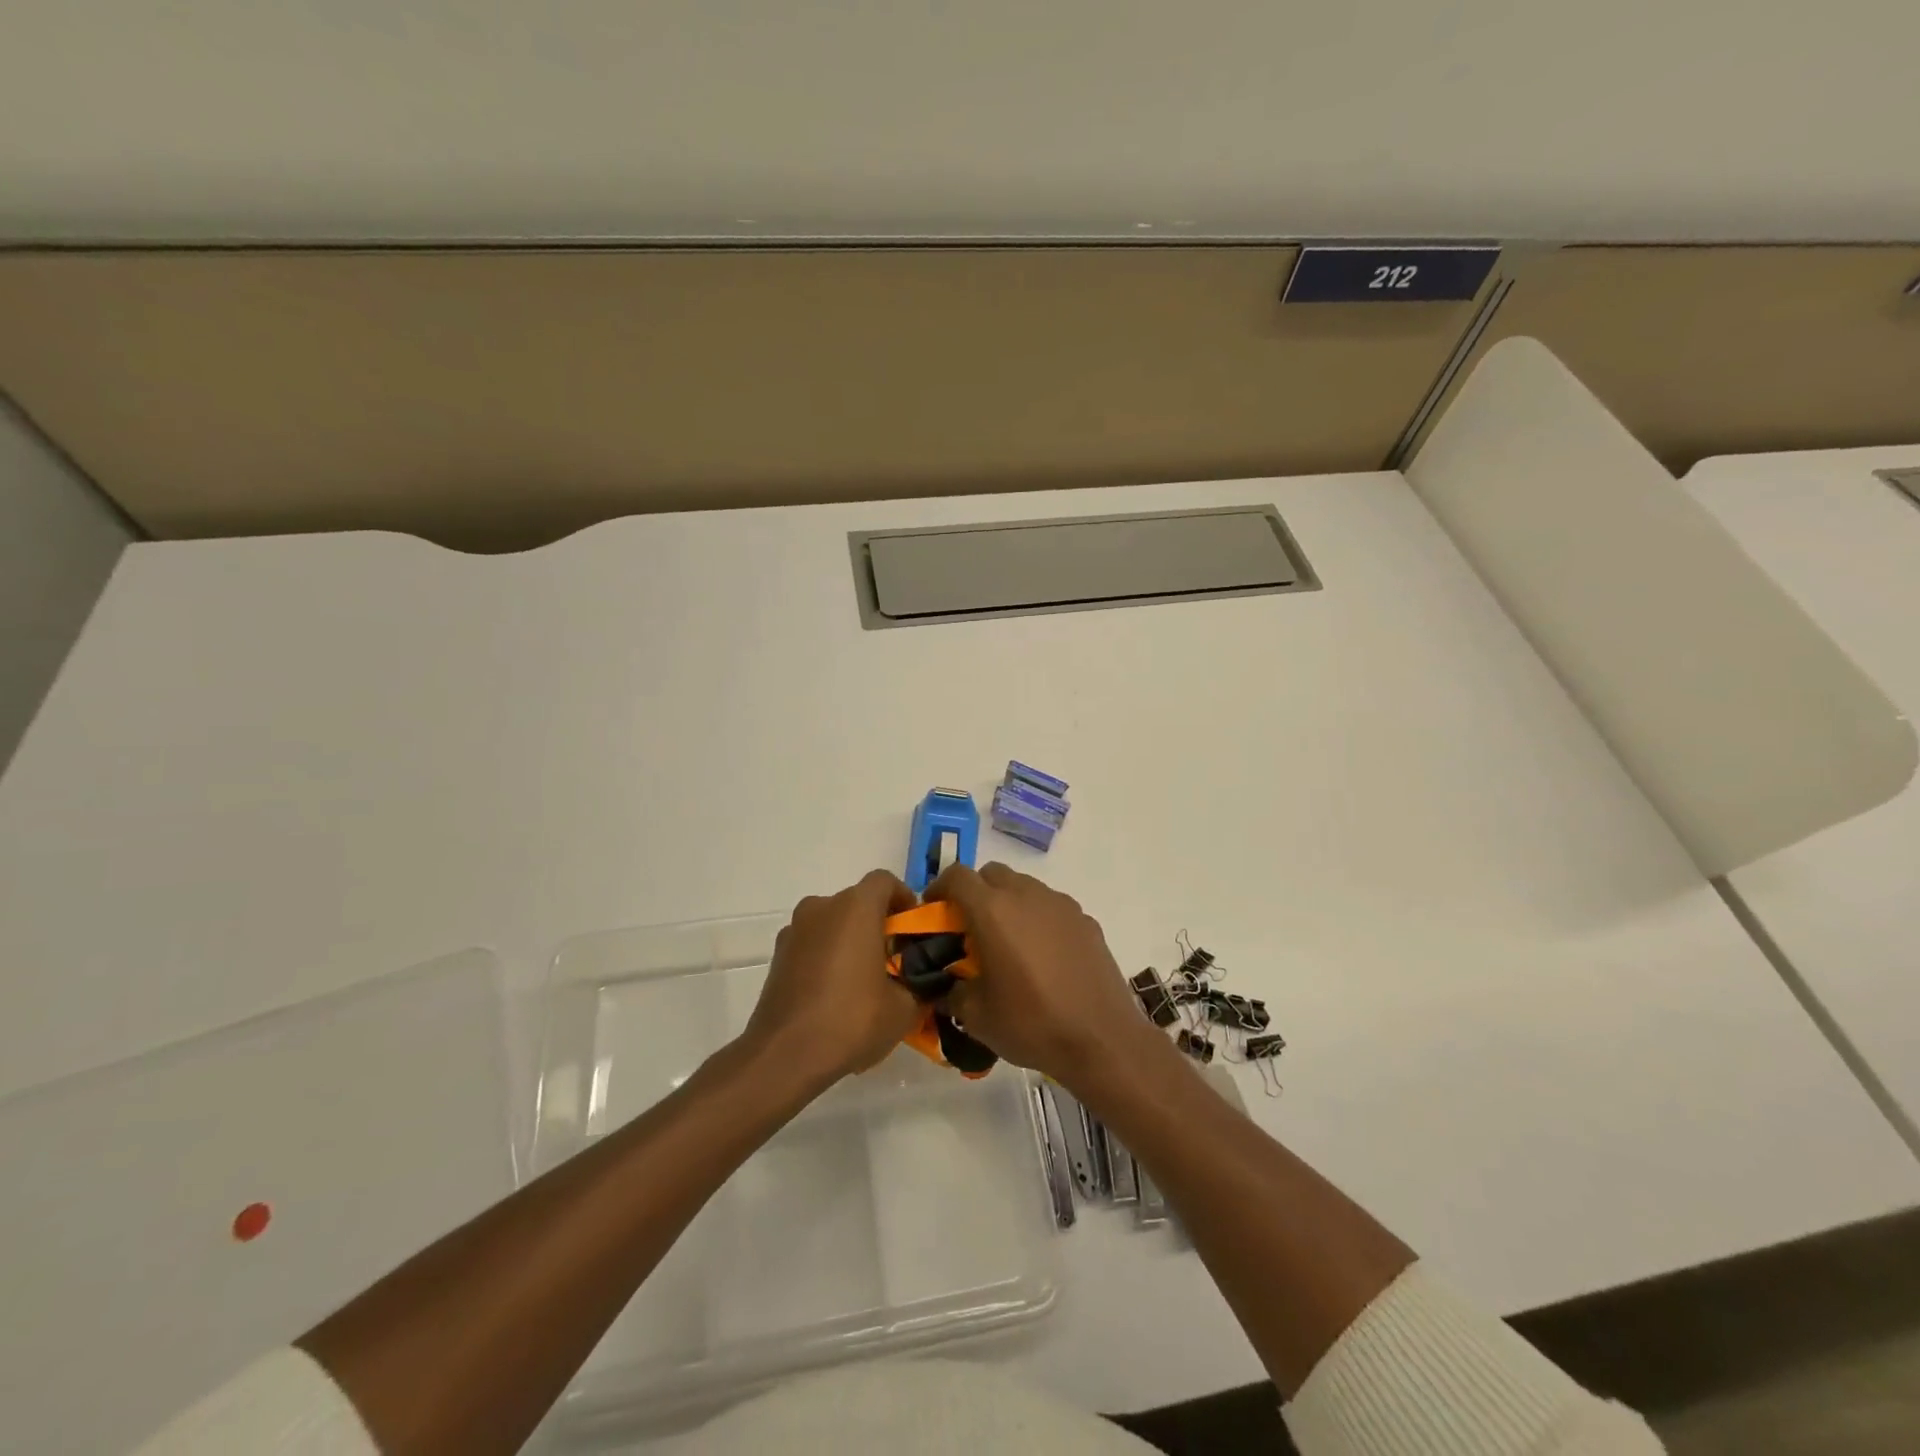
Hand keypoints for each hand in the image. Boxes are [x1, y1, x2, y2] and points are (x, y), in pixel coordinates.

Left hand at [744, 870, 924, 1087]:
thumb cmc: (851, 1020)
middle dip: (879, 924)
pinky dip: (827, 956)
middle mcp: (822, 907)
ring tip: (864, 980)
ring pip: (833, 923)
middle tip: (895, 960)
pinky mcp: (778, 955)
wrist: (784, 1055)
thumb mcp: (904, 1009)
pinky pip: (812, 943)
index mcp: (855, 907)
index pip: (885, 881)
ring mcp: (795, 930)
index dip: (904, 900)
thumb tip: (927, 984)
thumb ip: (921, 986)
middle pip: (858, 902)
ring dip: (851, 940)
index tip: (914, 930)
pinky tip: (835, 994)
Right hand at [923, 862, 1159, 1088]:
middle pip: (991, 874)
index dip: (939, 888)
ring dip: (1008, 903)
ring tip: (1008, 943)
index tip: (934, 911)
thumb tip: (944, 985)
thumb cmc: (1031, 1023)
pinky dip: (1038, 919)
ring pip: (1024, 887)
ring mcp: (1060, 904)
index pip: (957, 876)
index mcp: (992, 910)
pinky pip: (1051, 907)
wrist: (1101, 1039)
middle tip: (970, 928)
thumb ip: (951, 991)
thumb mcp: (975, 1016)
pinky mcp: (1085, 919)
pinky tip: (1043, 956)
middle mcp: (1026, 895)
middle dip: (975, 892)